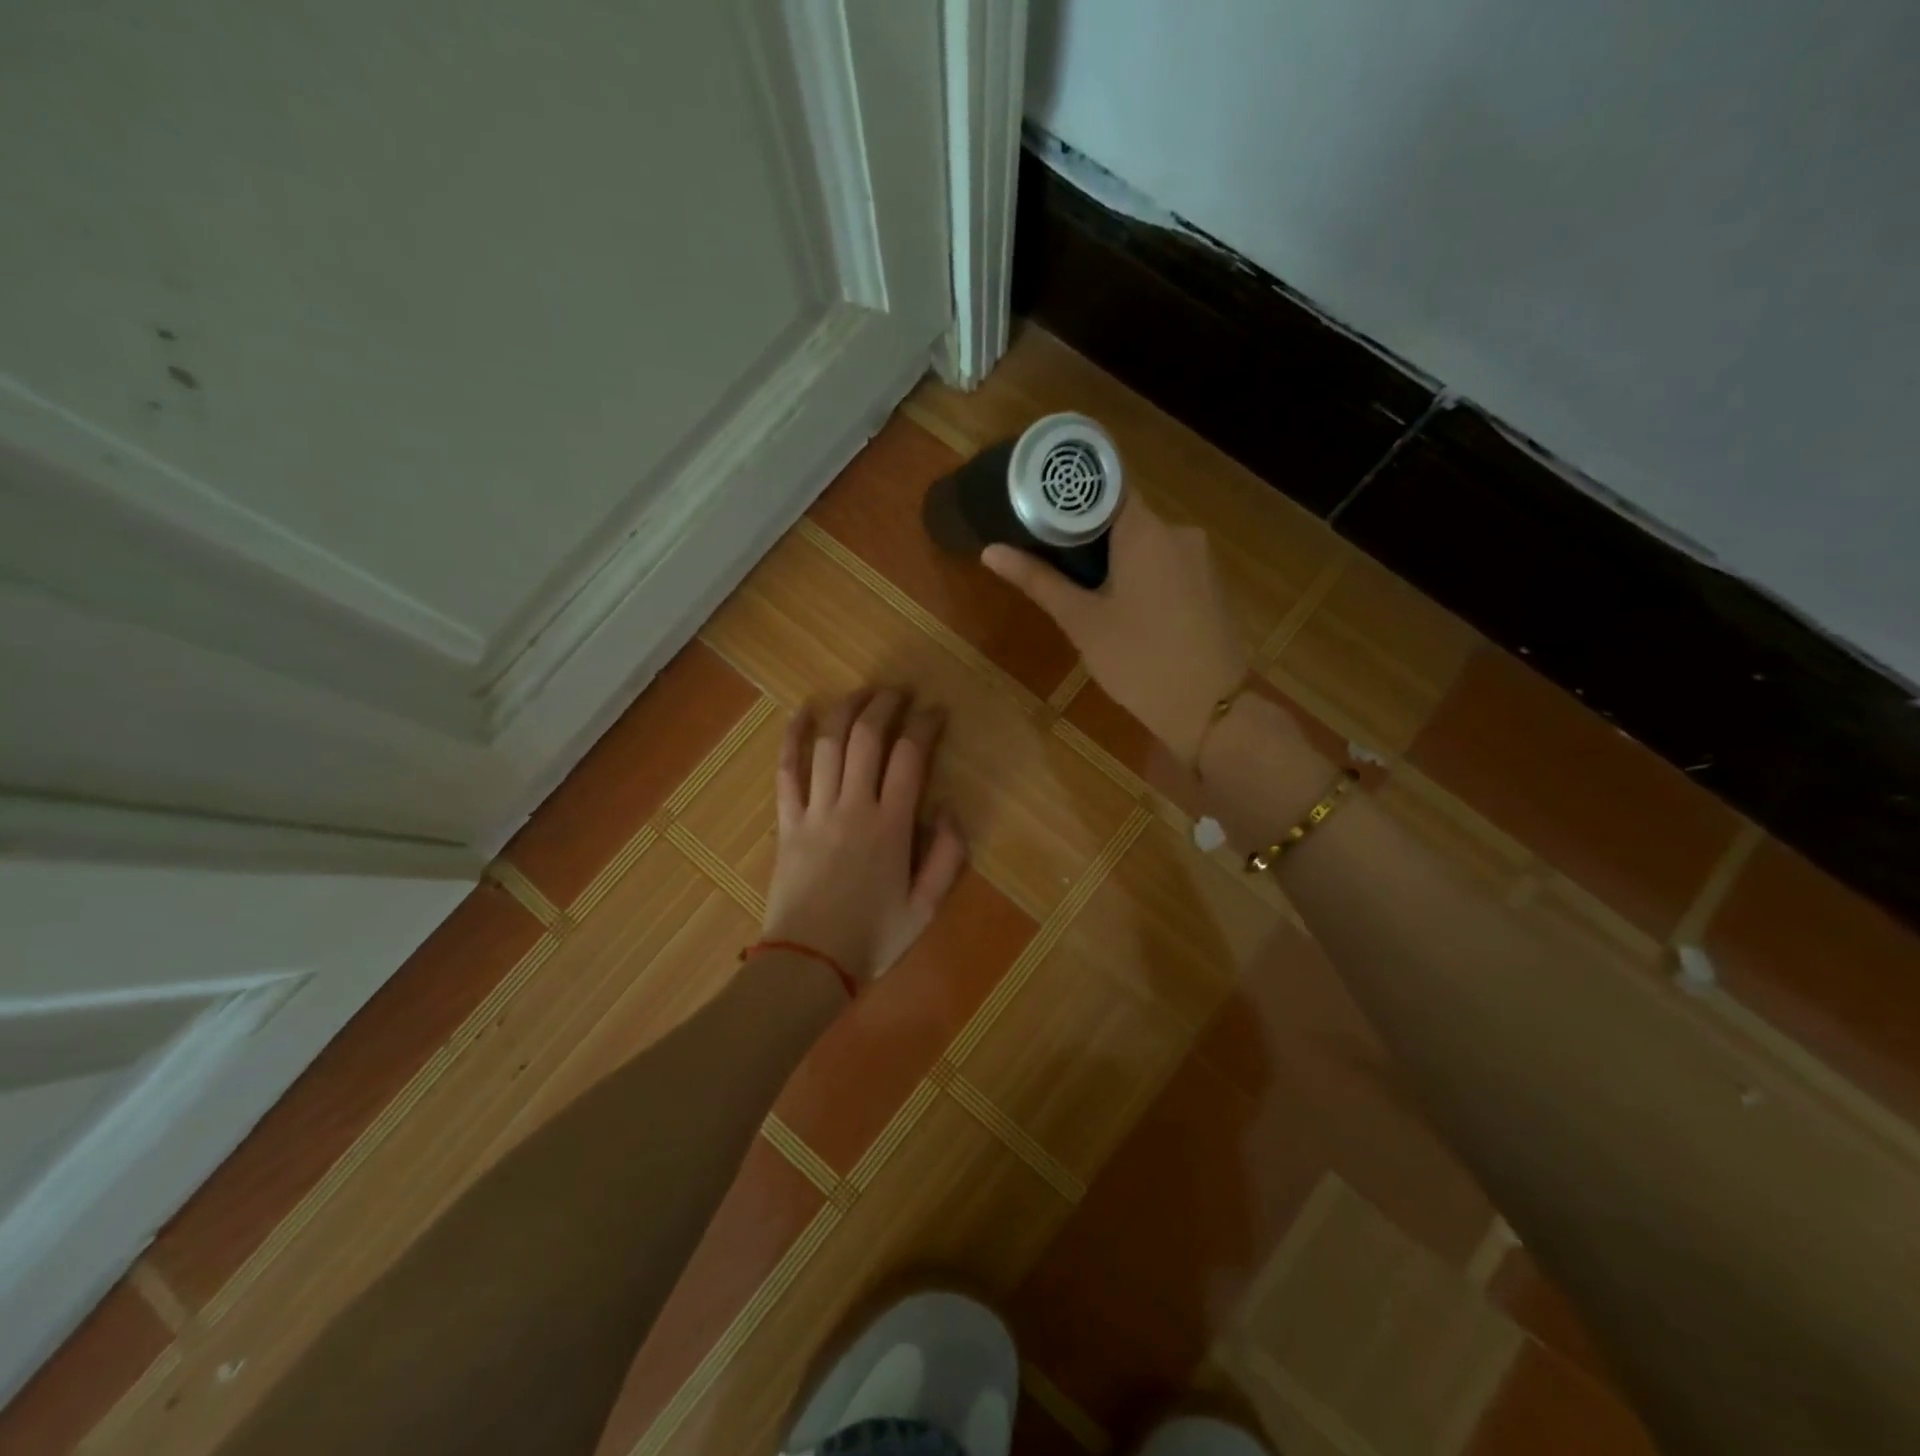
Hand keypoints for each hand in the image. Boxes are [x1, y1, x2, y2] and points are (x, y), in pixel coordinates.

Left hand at [760, 689, 967, 987]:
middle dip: (886, 705)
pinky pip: (787, 770)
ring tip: (864, 692)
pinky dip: (792, 737)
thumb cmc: (871, 938)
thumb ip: (947, 855)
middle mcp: (853, 807)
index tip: (936, 711)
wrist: (807, 964)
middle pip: (868, 737)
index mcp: (891, 826)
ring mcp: (815, 811)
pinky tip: (802, 711)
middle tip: (900, 692)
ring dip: (847, 709)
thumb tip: (949, 807)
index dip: (925, 725)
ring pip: (829, 744)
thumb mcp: (926, 907)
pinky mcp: (787, 821)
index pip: (911, 757)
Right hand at [983, 495, 1245, 763]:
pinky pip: (1168, 564)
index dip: (1071, 493)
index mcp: (1146, 530)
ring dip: (1117, 557)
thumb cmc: (1139, 661)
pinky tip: (1126, 608)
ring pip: (1147, 542)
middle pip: (1125, 515)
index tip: (1040, 507)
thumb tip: (990, 550)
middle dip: (1088, 533)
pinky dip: (1143, 574)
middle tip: (1051, 558)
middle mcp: (1179, 531)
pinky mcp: (1212, 584)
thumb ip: (1038, 580)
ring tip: (1084, 589)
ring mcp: (1201, 558)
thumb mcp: (1081, 622)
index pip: (1106, 484)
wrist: (1212, 710)